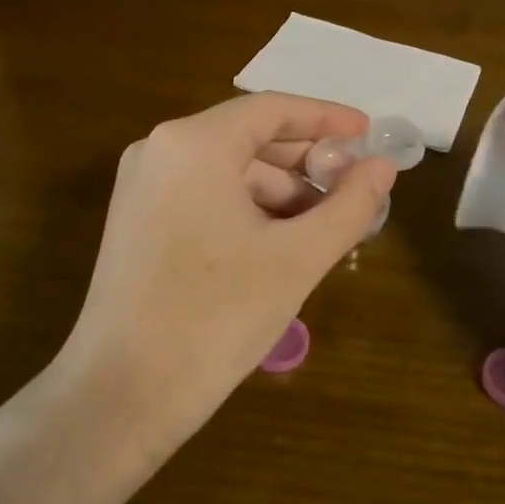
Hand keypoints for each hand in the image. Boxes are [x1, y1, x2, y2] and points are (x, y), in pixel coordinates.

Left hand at [60, 92, 397, 448]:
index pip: (272, 109)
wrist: (120, 394)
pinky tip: (281, 242)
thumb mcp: (296, 259)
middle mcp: (159, 150)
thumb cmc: (215, 317)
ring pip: (227, 170)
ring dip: (280, 191)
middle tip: (354, 185)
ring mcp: (142, 187)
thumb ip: (349, 205)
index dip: (326, 118)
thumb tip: (384, 168)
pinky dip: (247, 209)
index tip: (368, 133)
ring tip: (325, 224)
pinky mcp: (136, 221)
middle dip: (305, 160)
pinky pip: (204, 195)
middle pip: (248, 137)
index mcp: (193, 144)